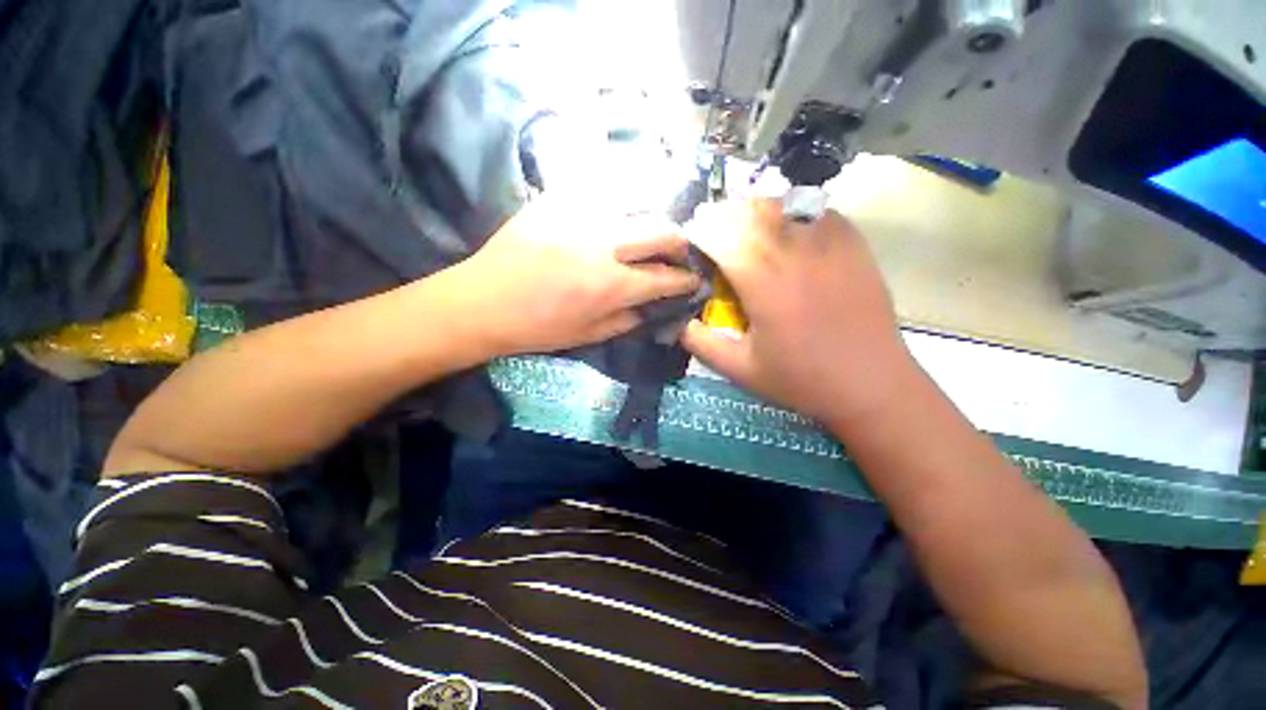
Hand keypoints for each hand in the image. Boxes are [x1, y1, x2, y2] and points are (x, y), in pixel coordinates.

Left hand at [449, 195, 700, 356]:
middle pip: (662, 230)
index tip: (693, 280)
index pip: (665, 277)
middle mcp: (603, 244)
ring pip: (638, 202)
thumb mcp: (589, 335)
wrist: (483, 301)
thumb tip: (655, 305)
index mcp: (611, 285)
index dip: (685, 279)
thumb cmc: (538, 328)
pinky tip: (619, 217)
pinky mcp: (558, 198)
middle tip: (677, 254)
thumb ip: (629, 319)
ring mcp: (580, 214)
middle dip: (679, 243)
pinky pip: (603, 189)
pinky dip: (622, 203)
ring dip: (653, 219)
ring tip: (650, 234)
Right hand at [681, 198, 914, 430]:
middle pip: (748, 210)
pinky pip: (812, 210)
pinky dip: (787, 213)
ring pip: (780, 203)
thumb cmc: (802, 380)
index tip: (688, 243)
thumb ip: (700, 342)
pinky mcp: (852, 243)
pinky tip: (782, 234)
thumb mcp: (739, 369)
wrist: (872, 384)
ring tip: (740, 232)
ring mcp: (829, 242)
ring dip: (751, 211)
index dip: (698, 232)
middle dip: (720, 216)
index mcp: (765, 283)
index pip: (722, 235)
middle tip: (709, 235)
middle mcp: (796, 252)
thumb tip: (674, 321)